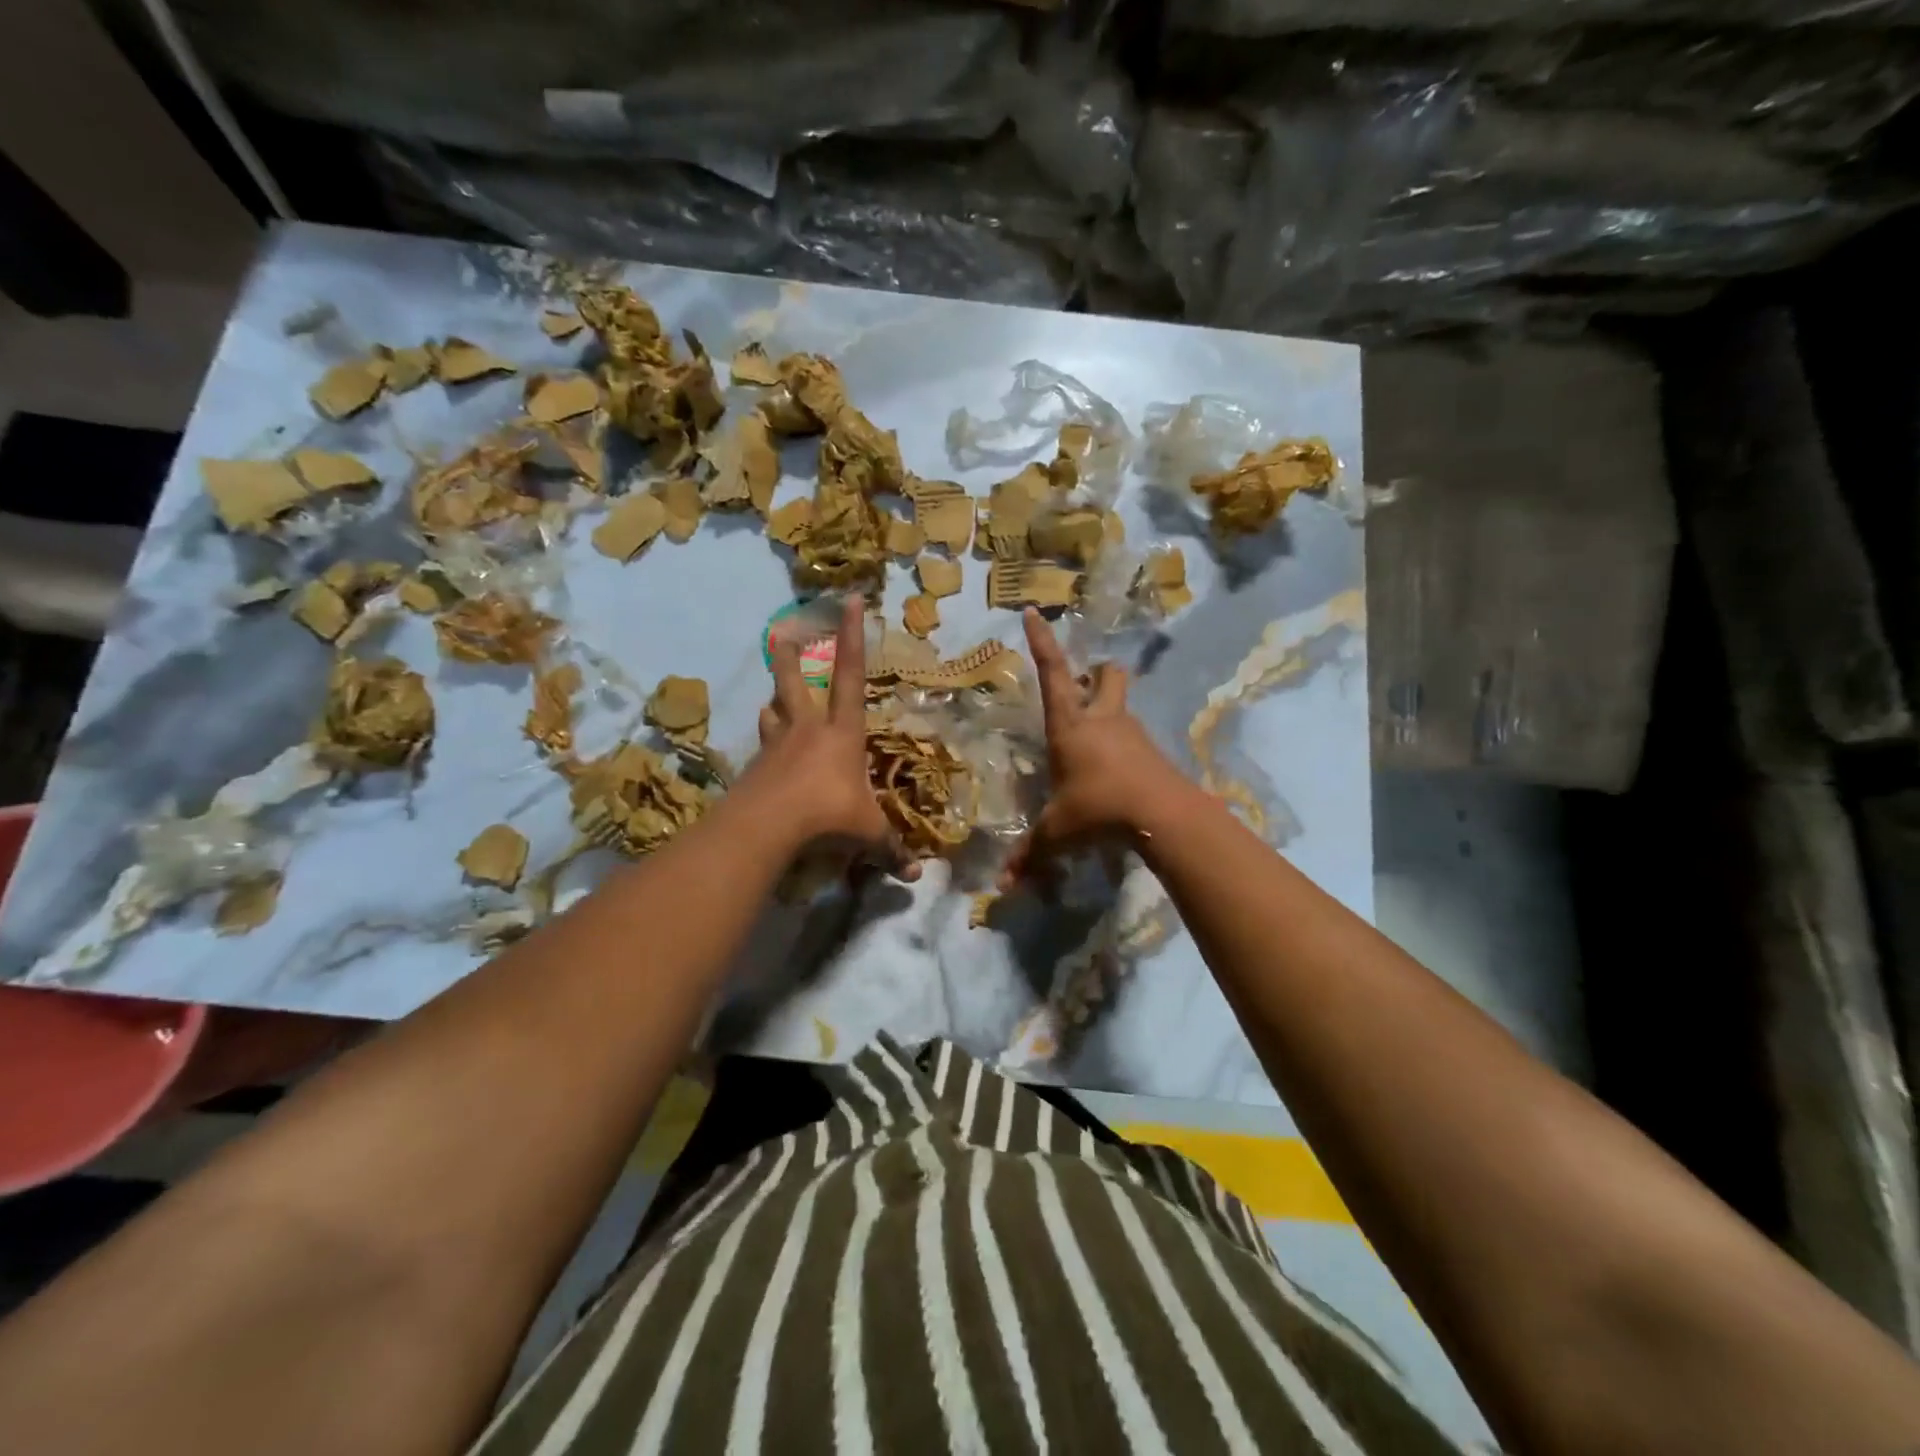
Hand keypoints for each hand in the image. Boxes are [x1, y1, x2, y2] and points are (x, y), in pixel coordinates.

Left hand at [746, 595, 918, 879]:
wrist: (769, 827)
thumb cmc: (828, 815)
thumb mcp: (867, 834)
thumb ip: (890, 850)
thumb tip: (916, 876)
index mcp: (842, 734)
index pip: (852, 678)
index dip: (853, 639)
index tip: (850, 602)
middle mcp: (808, 731)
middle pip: (797, 684)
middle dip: (791, 658)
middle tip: (781, 633)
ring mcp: (777, 748)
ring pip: (773, 714)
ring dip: (774, 704)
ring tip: (771, 702)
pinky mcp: (755, 770)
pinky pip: (762, 752)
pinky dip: (765, 750)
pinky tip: (762, 761)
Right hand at [1001, 608, 1194, 888]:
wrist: (1162, 815)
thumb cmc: (1098, 808)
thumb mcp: (1057, 832)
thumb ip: (1030, 856)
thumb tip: (1000, 889)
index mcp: (1070, 725)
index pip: (1052, 672)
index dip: (1042, 642)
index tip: (1034, 612)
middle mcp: (1101, 718)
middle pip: (1105, 675)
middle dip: (1095, 673)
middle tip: (1084, 686)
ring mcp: (1131, 732)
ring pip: (1121, 704)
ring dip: (1109, 709)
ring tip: (1094, 738)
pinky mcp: (1152, 751)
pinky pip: (1134, 736)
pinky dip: (1123, 744)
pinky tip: (1115, 770)